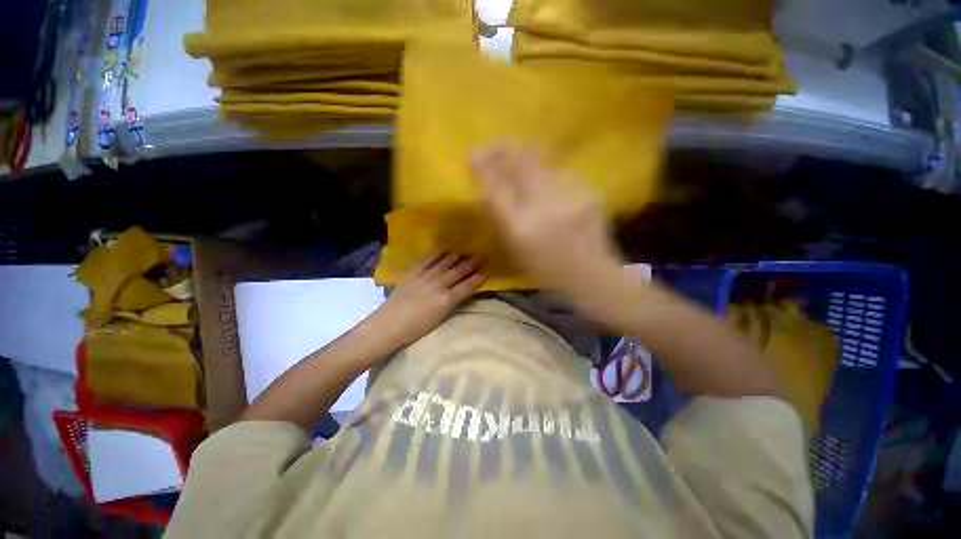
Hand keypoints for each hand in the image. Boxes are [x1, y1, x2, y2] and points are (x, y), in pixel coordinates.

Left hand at [368, 253, 485, 347]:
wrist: (389, 325)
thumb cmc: (416, 328)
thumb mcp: (440, 318)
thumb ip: (452, 302)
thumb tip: (461, 291)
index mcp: (446, 300)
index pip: (467, 286)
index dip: (478, 278)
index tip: (486, 271)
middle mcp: (438, 285)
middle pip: (458, 272)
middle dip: (471, 264)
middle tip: (481, 256)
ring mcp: (425, 277)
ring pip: (445, 263)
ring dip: (457, 256)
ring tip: (465, 251)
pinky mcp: (413, 273)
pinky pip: (428, 260)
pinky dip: (438, 254)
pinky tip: (444, 250)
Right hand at [472, 145, 622, 298]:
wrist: (591, 275)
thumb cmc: (547, 270)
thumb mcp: (517, 250)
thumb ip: (504, 218)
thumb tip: (493, 188)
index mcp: (520, 229)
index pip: (496, 190)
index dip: (484, 169)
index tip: (474, 154)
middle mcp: (543, 209)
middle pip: (521, 166)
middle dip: (506, 150)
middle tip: (498, 144)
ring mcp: (569, 197)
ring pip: (543, 165)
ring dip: (530, 160)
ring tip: (524, 159)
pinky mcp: (589, 192)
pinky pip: (563, 175)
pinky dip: (552, 176)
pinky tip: (552, 184)